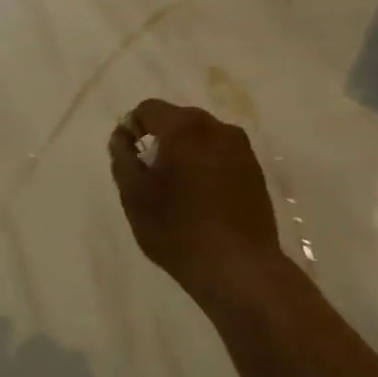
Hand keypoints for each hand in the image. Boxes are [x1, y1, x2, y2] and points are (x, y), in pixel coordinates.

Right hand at [108, 99, 284, 305]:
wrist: (238, 267)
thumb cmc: (177, 228)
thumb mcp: (134, 194)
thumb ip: (122, 156)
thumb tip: (123, 135)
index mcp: (184, 127)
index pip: (148, 109)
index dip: (131, 128)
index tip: (128, 159)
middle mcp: (217, 128)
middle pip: (177, 120)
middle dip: (159, 140)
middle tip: (149, 176)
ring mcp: (242, 149)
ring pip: (201, 138)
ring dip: (184, 153)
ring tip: (176, 190)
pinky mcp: (255, 172)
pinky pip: (220, 156)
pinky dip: (205, 167)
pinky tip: (200, 199)